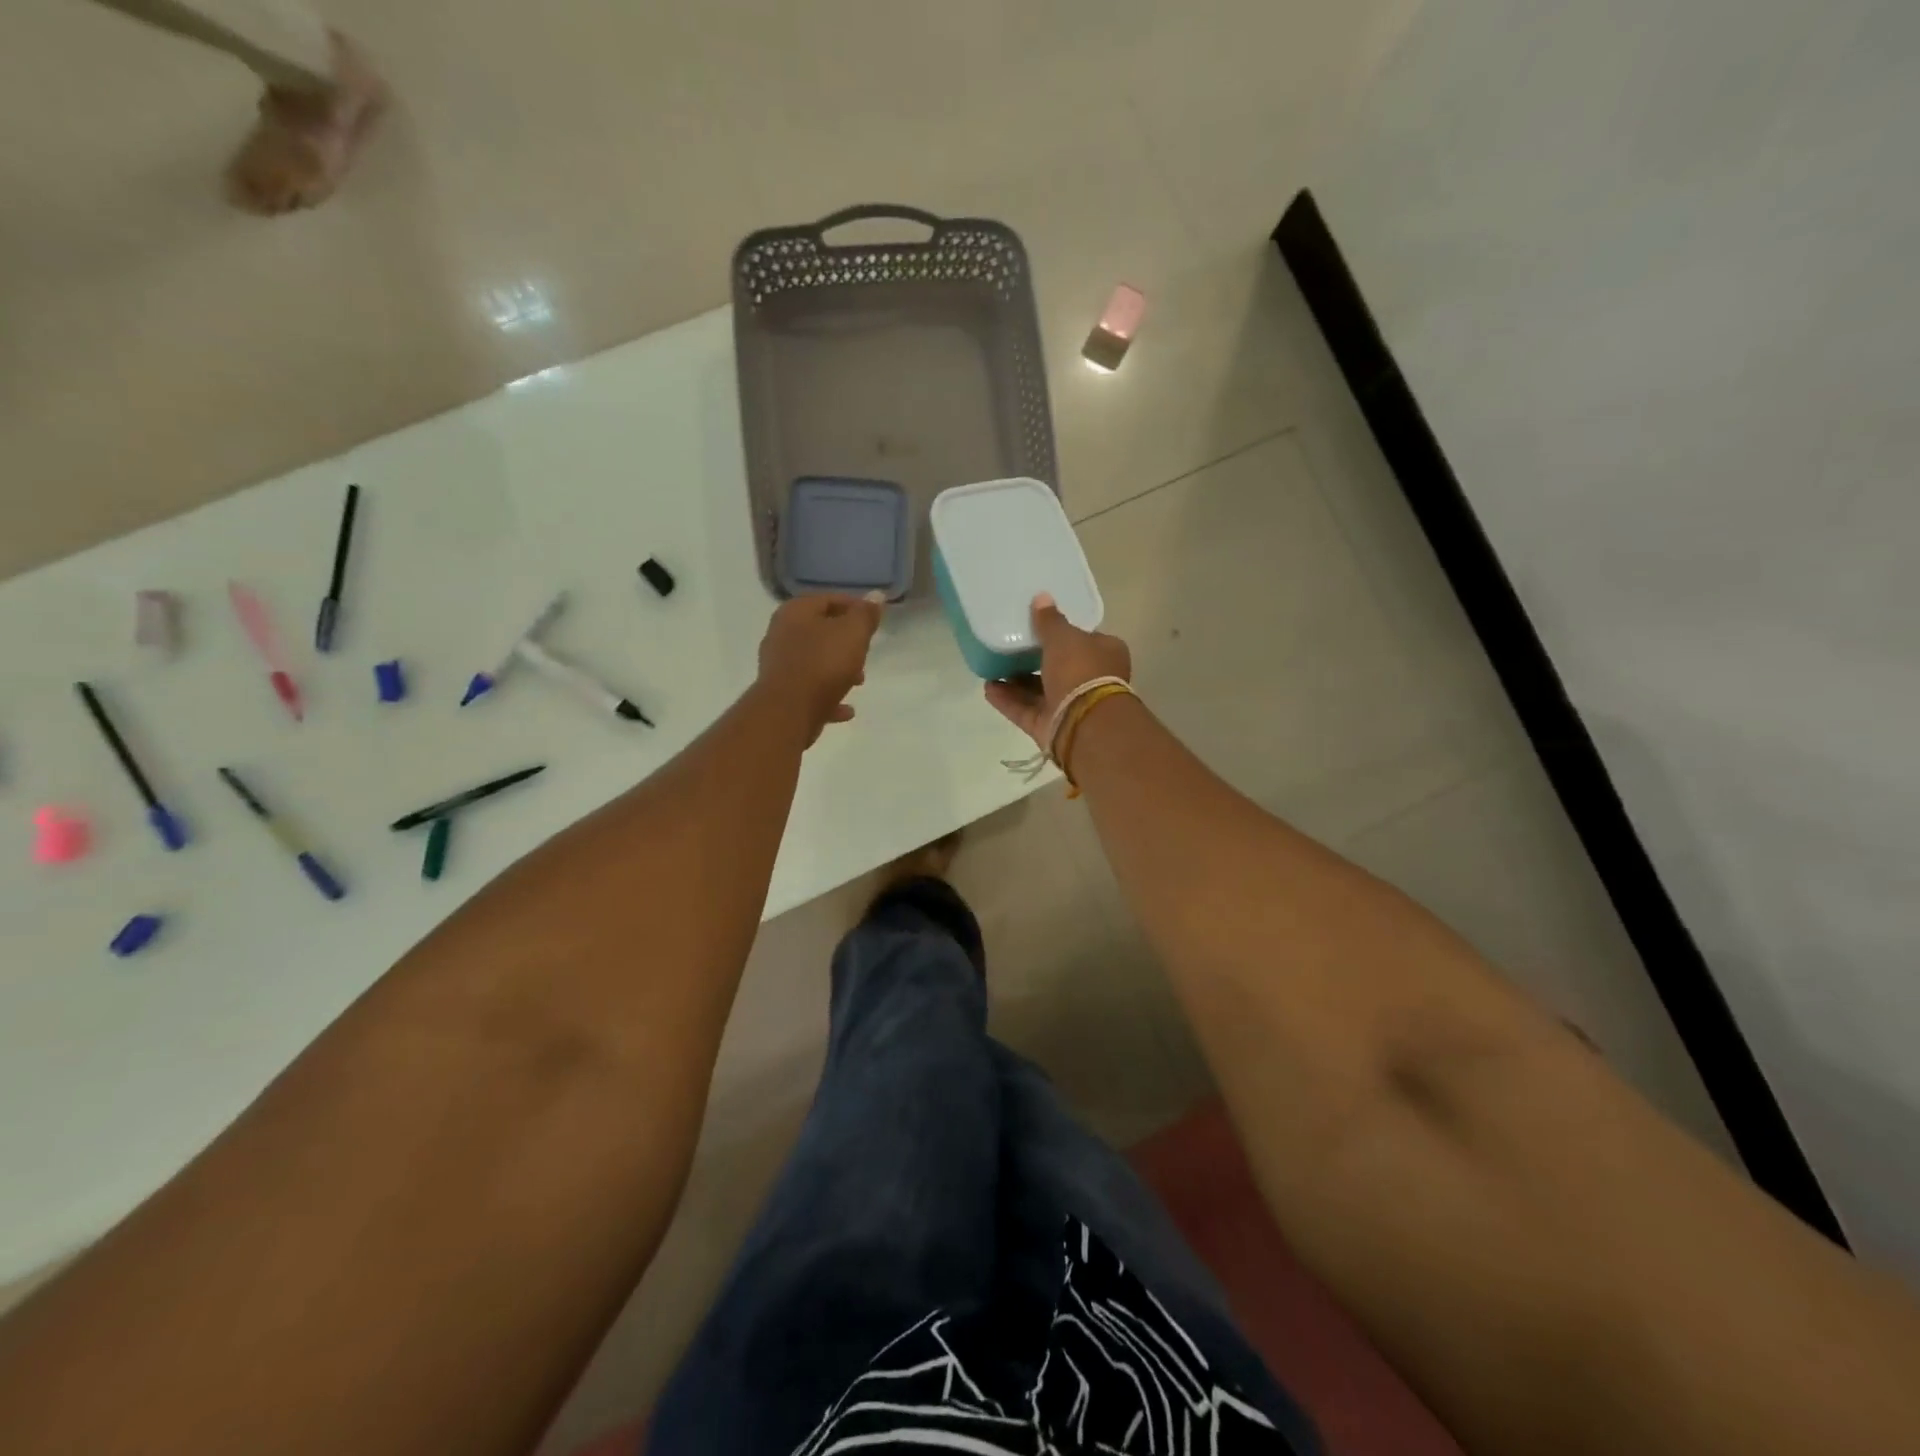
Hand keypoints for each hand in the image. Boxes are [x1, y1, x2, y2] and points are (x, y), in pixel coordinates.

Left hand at [757, 593, 884, 741]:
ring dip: (838, 669)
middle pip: (819, 631)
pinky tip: (846, 710)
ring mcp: (778, 666)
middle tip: (866, 651)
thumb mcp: (853, 633)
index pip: (828, 599)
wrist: (789, 712)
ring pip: (814, 661)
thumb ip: (865, 615)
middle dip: (846, 641)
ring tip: (859, 681)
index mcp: (795, 612)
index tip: (874, 620)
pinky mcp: (781, 694)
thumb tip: (876, 595)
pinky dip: (828, 696)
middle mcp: (781, 634)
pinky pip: (810, 690)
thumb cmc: (823, 664)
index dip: (854, 607)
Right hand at [984, 593, 1131, 747]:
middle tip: (1009, 646)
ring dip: (1016, 681)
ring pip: (1040, 690)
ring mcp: (1070, 706)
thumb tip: (1042, 597)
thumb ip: (1050, 620)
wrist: (1084, 723)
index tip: (1039, 626)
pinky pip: (1026, 710)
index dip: (1063, 633)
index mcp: (1105, 654)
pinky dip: (1009, 700)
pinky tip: (989, 689)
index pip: (1084, 639)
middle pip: (1059, 666)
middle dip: (1033, 659)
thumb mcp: (1064, 637)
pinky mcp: (1051, 726)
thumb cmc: (1081, 670)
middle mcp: (1091, 680)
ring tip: (992, 668)